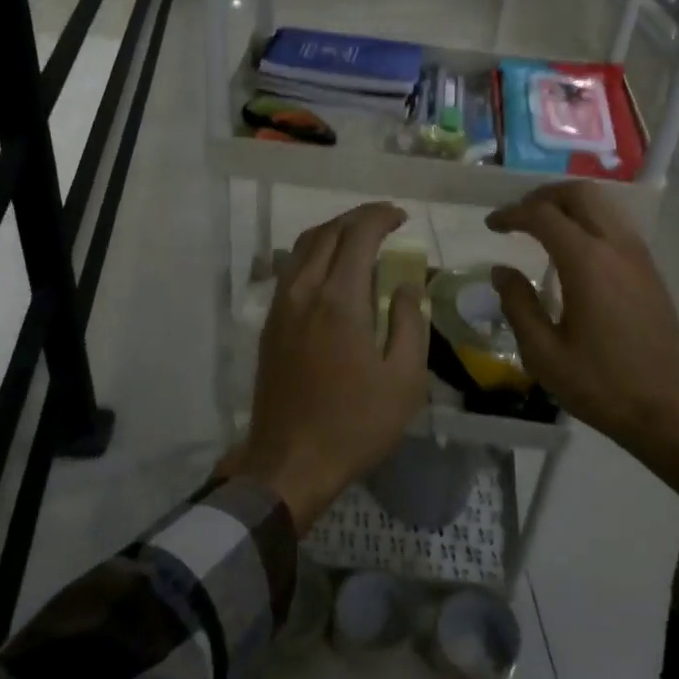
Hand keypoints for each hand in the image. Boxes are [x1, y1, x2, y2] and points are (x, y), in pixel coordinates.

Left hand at [224, 202, 429, 530]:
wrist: (290, 461)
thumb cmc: (355, 424)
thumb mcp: (404, 379)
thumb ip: (408, 322)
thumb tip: (404, 285)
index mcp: (339, 300)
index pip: (358, 235)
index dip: (380, 217)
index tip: (402, 217)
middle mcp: (304, 291)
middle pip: (327, 232)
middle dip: (358, 218)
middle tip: (385, 221)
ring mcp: (281, 306)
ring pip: (303, 247)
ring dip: (333, 232)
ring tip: (360, 239)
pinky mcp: (270, 324)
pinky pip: (291, 269)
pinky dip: (314, 254)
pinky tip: (331, 270)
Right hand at [486, 182, 678, 501]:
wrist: (672, 409)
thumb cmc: (602, 384)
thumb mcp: (544, 354)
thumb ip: (518, 305)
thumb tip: (501, 271)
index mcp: (587, 262)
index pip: (543, 215)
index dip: (512, 214)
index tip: (491, 225)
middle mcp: (615, 246)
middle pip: (579, 193)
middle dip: (542, 195)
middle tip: (517, 216)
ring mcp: (638, 255)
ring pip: (603, 204)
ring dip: (568, 204)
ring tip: (541, 226)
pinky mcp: (649, 269)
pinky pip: (615, 223)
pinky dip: (588, 219)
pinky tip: (573, 248)